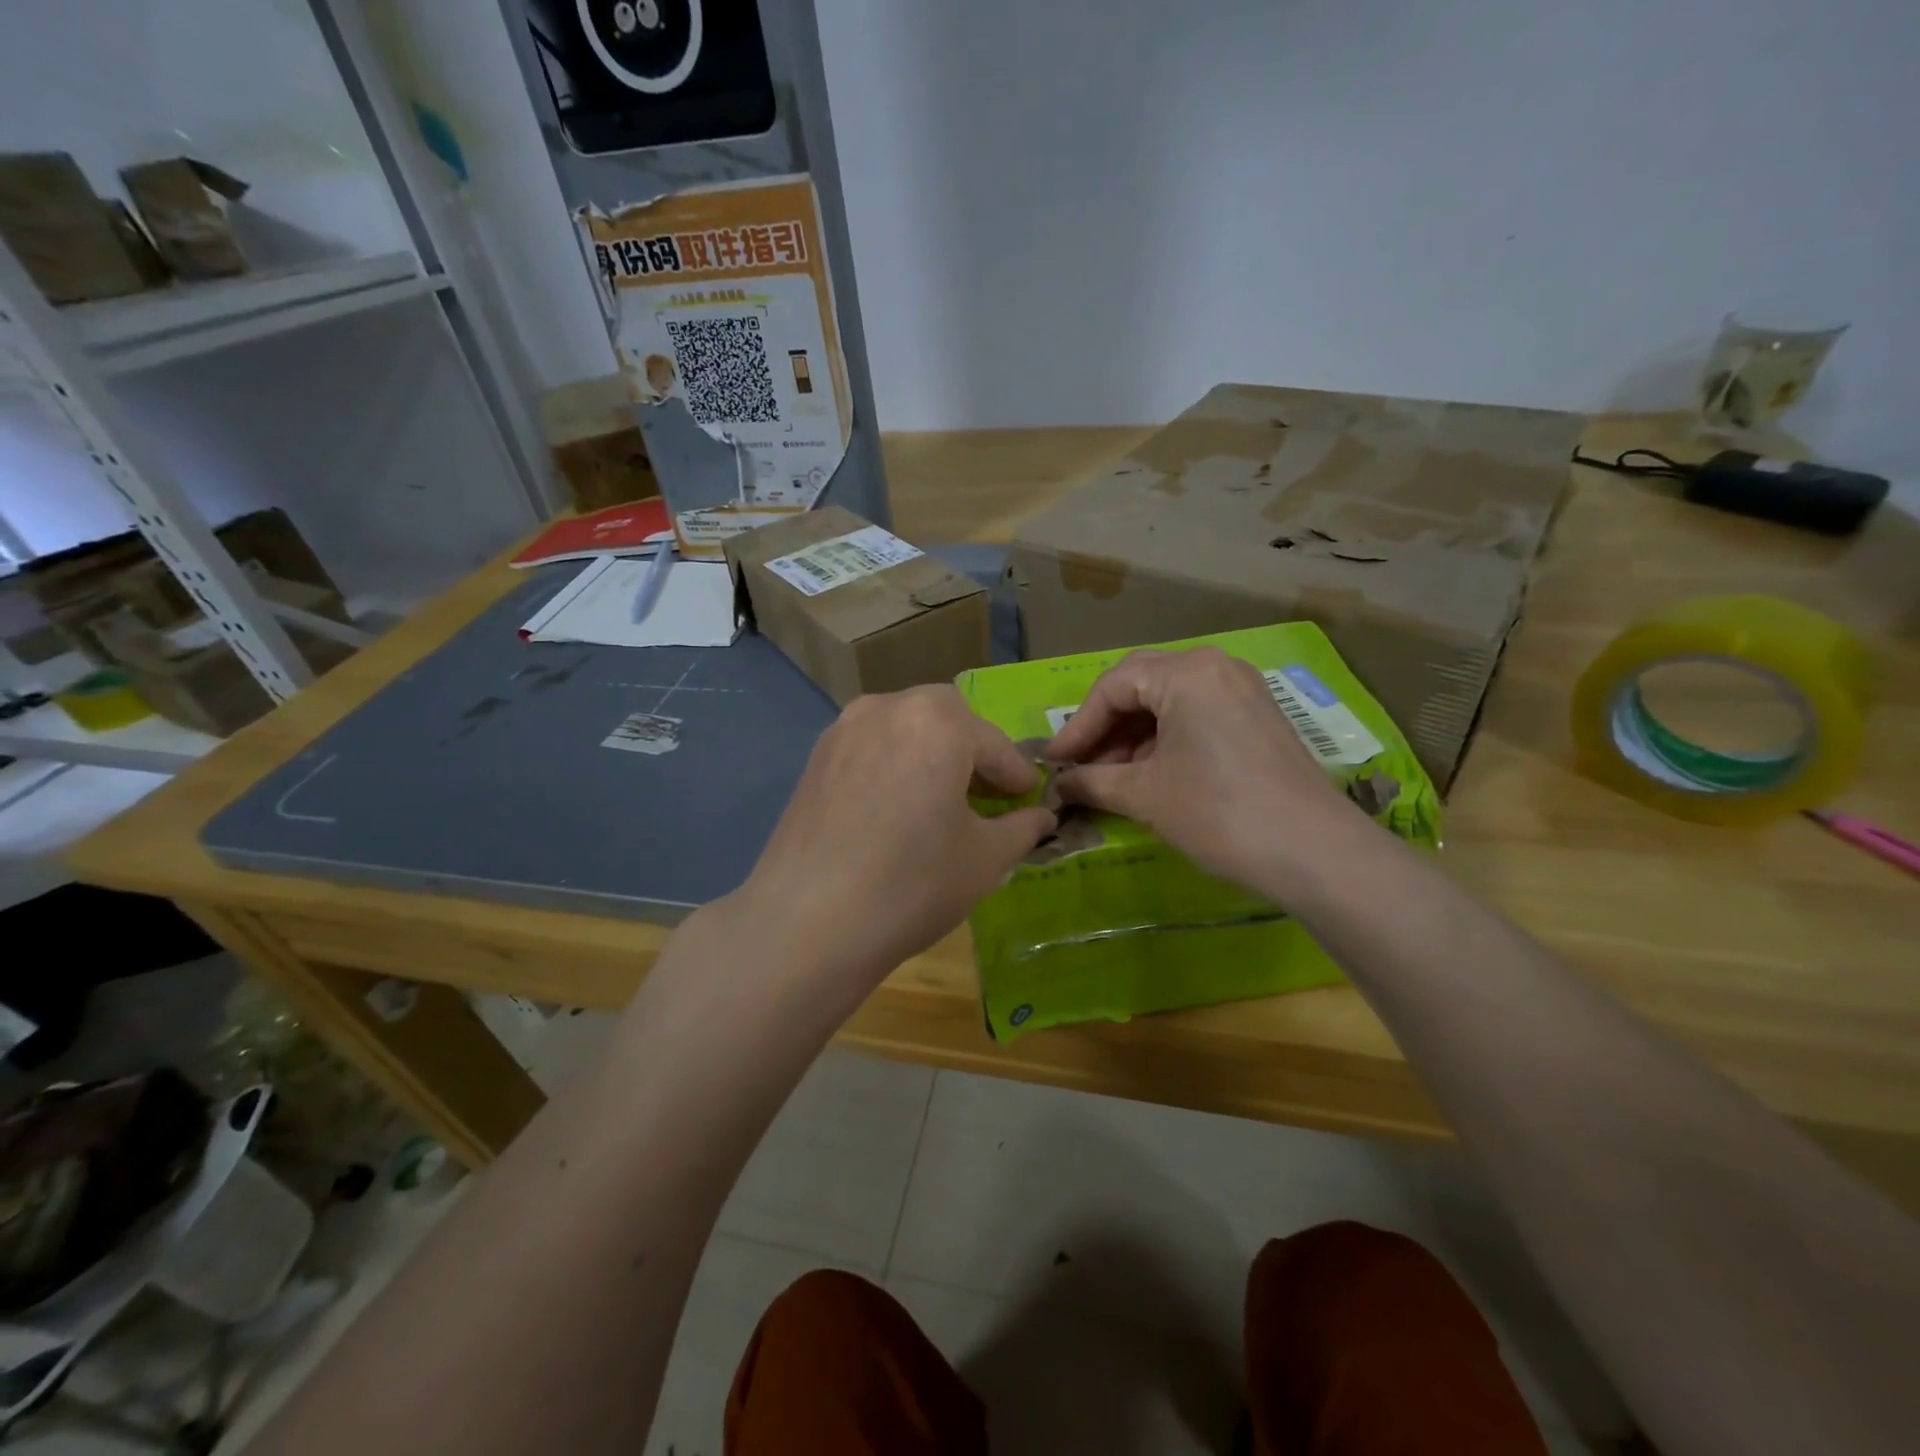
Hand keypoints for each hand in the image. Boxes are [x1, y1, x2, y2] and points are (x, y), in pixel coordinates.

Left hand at [730, 685, 1056, 997]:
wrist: (808, 923)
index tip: (1028, 799)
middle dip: (972, 750)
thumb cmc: (913, 884)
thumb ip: (1021, 828)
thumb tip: (1042, 818)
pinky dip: (894, 763)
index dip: (1016, 775)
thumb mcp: (984, 859)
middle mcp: (887, 708)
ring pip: (904, 727)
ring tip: (940, 800)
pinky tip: (896, 808)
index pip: (993, 744)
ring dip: (931, 753)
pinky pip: (871, 746)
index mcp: (937, 722)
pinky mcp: (815, 758)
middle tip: (985, 794)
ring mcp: (844, 729)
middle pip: (946, 718)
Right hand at [1047, 647, 1360, 897]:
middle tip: (1080, 768)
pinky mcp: (1258, 716)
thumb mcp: (1144, 794)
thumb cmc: (1218, 813)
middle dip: (1105, 729)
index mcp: (1186, 672)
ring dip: (1133, 738)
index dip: (1077, 726)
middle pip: (1141, 686)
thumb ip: (1092, 782)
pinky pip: (1197, 715)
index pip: (1112, 686)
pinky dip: (1165, 741)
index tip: (1054, 763)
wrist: (1314, 853)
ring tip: (1111, 778)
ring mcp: (1242, 689)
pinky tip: (1150, 774)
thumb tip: (1059, 785)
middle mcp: (1215, 666)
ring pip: (1169, 702)